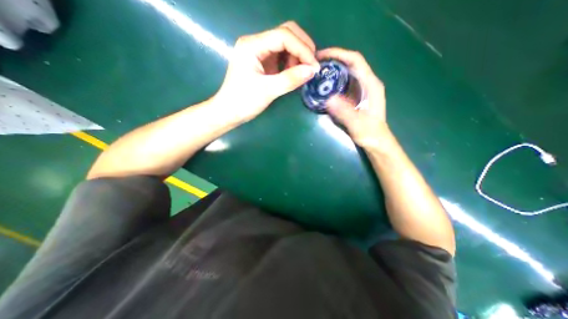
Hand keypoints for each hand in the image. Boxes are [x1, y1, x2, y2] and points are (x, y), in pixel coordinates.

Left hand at [213, 21, 317, 121]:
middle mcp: (256, 44)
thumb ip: (290, 79)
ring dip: (298, 56)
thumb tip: (312, 70)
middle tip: (312, 66)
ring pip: (285, 45)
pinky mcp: (262, 63)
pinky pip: (281, 57)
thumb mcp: (268, 91)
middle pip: (285, 34)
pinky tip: (295, 73)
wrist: (229, 112)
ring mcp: (259, 53)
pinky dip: (291, 63)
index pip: (283, 36)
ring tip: (303, 72)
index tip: (314, 66)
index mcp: (252, 46)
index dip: (302, 48)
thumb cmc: (244, 102)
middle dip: (302, 47)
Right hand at [315, 47, 390, 149]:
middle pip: (351, 64)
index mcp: (371, 84)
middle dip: (333, 60)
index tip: (322, 55)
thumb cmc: (371, 134)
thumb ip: (344, 112)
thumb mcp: (357, 123)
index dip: (339, 54)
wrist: (377, 142)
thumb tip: (328, 99)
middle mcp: (367, 83)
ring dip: (333, 70)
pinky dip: (334, 81)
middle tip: (316, 65)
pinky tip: (325, 87)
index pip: (356, 60)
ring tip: (318, 73)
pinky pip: (345, 84)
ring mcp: (362, 90)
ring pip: (347, 73)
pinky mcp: (356, 97)